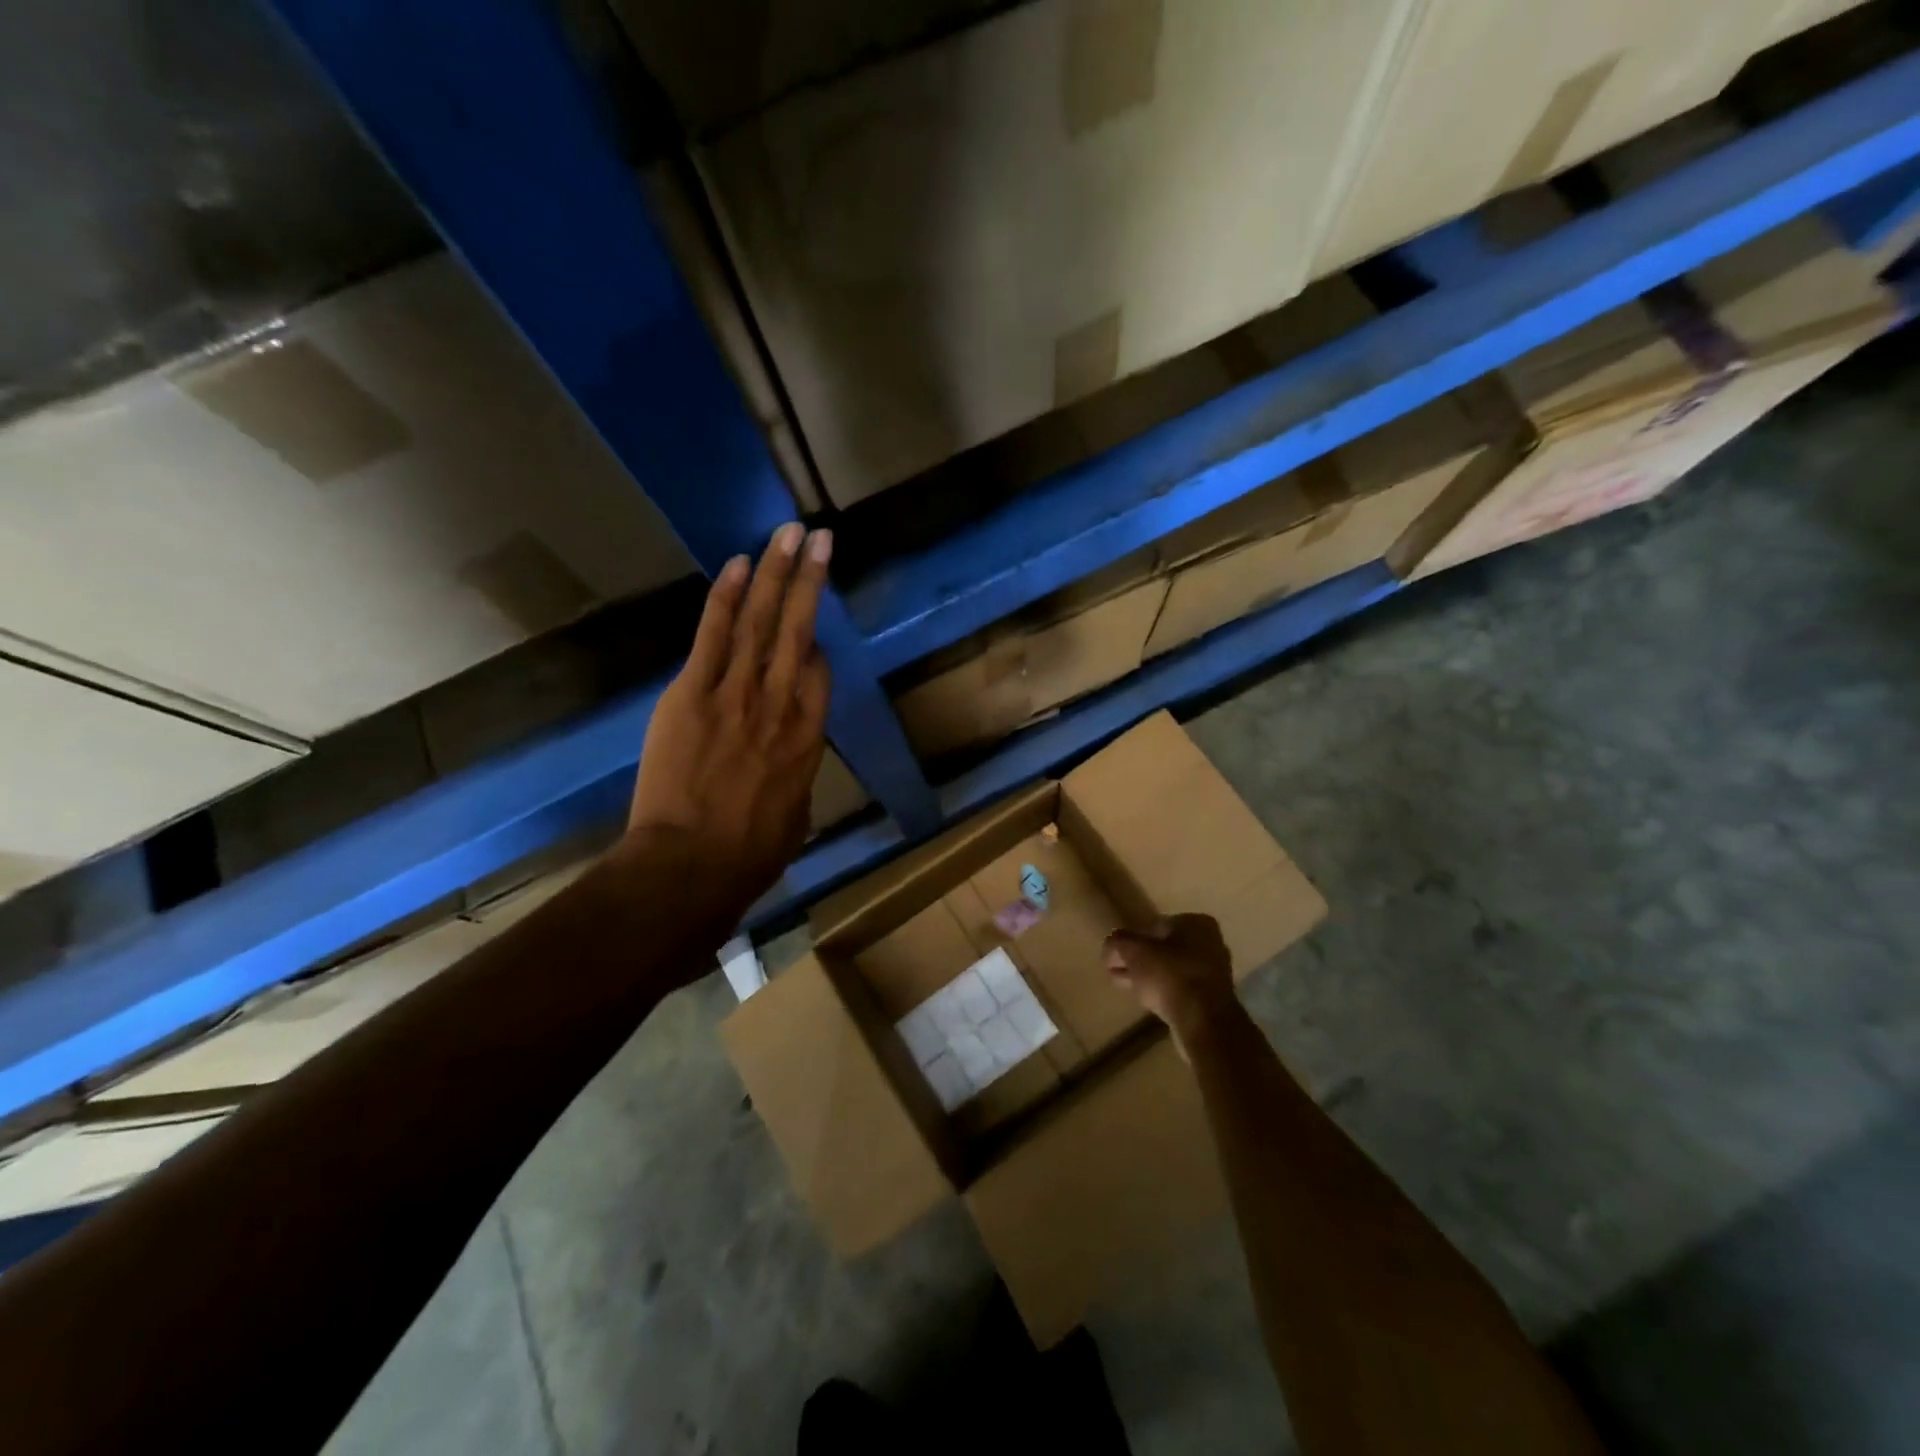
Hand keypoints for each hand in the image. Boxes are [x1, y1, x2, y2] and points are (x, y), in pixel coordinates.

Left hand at [622, 522, 833, 925]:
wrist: (692, 866)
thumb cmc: (750, 854)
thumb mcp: (795, 816)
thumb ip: (794, 776)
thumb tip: (787, 764)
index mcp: (809, 737)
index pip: (819, 673)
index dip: (816, 645)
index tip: (810, 631)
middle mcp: (781, 704)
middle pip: (800, 631)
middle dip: (810, 581)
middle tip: (820, 537)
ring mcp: (737, 694)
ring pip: (762, 622)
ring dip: (777, 574)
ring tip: (789, 534)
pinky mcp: (694, 693)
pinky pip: (714, 636)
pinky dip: (727, 598)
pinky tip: (740, 564)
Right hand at [1105, 914, 1242, 1050]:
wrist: (1203, 1023)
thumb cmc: (1170, 975)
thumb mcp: (1134, 952)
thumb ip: (1118, 943)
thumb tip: (1110, 946)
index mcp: (1196, 924)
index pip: (1155, 925)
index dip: (1132, 938)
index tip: (1116, 952)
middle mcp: (1210, 944)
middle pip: (1164, 948)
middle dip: (1139, 958)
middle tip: (1114, 967)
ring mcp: (1213, 973)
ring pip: (1170, 970)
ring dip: (1146, 975)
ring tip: (1120, 982)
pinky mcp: (1211, 1000)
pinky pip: (1178, 988)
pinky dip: (1160, 990)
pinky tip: (1142, 997)